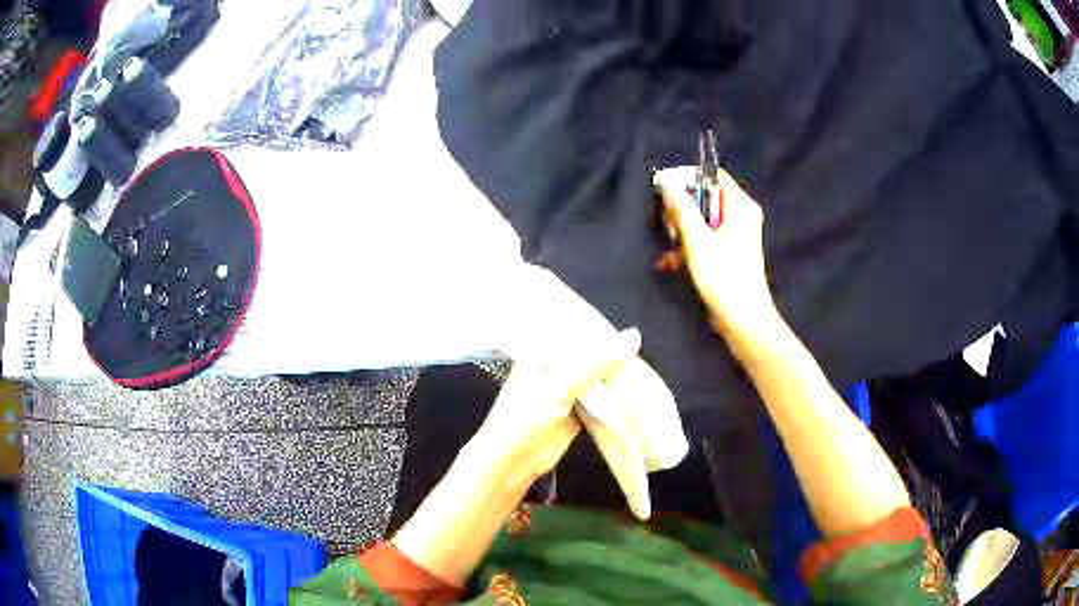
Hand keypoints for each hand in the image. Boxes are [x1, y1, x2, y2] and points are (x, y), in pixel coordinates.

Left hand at [473, 328, 642, 485]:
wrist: (514, 460)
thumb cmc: (525, 415)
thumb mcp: (561, 383)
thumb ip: (598, 361)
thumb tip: (633, 336)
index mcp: (542, 350)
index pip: (572, 327)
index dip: (595, 322)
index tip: (621, 318)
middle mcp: (556, 366)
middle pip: (589, 352)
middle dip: (611, 349)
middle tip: (640, 342)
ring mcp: (567, 389)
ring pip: (598, 375)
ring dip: (616, 373)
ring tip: (644, 363)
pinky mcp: (578, 411)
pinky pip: (602, 398)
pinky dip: (617, 395)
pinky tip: (638, 388)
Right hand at [654, 166, 775, 337]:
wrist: (743, 320)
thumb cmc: (724, 277)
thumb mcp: (697, 240)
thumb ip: (681, 207)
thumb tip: (666, 180)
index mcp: (740, 205)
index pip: (711, 175)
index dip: (687, 180)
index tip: (664, 194)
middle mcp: (741, 214)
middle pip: (704, 197)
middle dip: (682, 211)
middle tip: (668, 228)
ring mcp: (736, 234)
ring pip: (701, 220)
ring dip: (681, 232)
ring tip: (670, 251)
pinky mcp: (730, 252)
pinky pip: (706, 238)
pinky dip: (689, 247)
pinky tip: (672, 263)